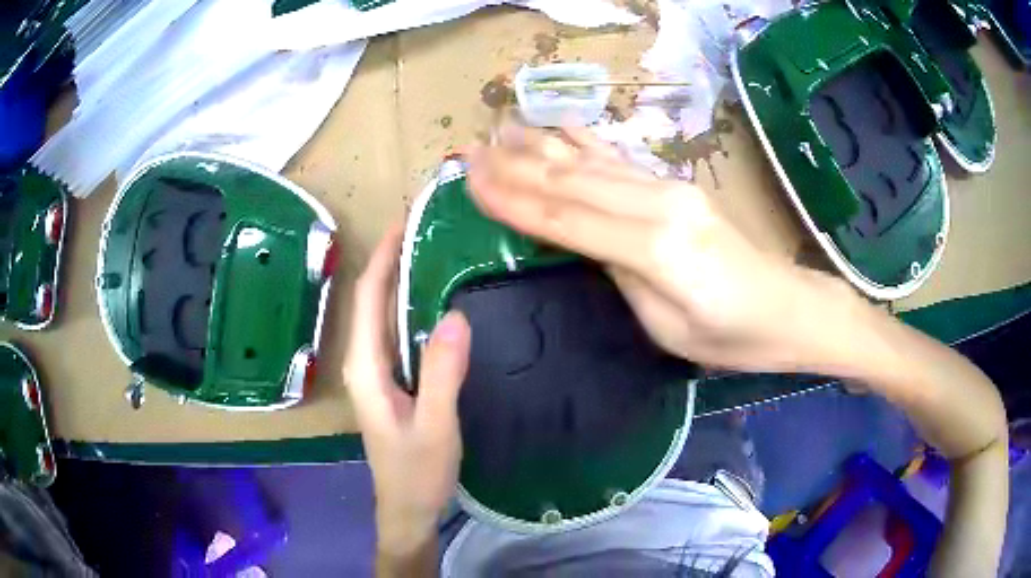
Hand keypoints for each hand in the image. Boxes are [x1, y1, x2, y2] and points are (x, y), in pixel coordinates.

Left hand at [344, 224, 470, 557]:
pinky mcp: (389, 382)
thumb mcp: (435, 425)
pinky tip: (432, 300)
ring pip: (382, 315)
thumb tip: (455, 314)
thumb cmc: (416, 473)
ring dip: (399, 280)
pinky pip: (395, 333)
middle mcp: (363, 362)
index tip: (404, 221)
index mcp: (365, 367)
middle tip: (425, 227)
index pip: (369, 297)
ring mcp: (375, 373)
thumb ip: (443, 373)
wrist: (406, 508)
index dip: (383, 256)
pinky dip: (408, 307)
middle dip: (391, 260)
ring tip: (430, 250)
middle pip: (372, 300)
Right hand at [467, 125, 856, 372]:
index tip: (471, 182)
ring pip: (592, 164)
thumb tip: (582, 239)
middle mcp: (659, 206)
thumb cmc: (730, 338)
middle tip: (471, 151)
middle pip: (573, 182)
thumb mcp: (667, 325)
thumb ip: (621, 274)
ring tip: (500, 132)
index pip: (567, 218)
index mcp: (656, 249)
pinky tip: (563, 128)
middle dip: (516, 166)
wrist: (787, 309)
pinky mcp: (677, 187)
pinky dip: (586, 143)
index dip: (514, 199)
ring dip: (542, 147)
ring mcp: (670, 190)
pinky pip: (622, 161)